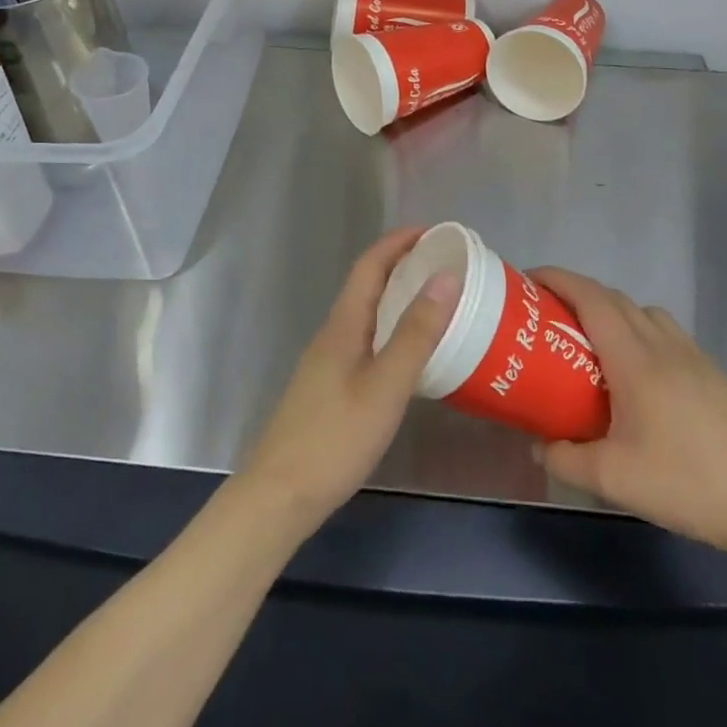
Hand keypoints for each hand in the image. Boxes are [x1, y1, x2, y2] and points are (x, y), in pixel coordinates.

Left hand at [240, 228, 458, 529]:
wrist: (280, 495)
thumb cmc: (335, 438)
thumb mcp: (385, 386)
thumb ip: (416, 334)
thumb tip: (446, 278)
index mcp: (343, 325)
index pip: (370, 265)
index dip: (399, 242)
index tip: (435, 232)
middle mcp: (332, 335)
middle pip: (367, 286)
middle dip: (404, 266)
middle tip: (446, 266)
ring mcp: (327, 362)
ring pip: (366, 315)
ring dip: (398, 299)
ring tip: (438, 304)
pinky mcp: (328, 388)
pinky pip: (365, 341)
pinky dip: (391, 330)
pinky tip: (410, 354)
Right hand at [531, 267, 726, 585]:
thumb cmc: (688, 483)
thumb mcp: (613, 480)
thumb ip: (566, 459)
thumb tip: (539, 445)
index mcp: (636, 359)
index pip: (592, 298)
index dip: (558, 280)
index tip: (529, 280)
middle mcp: (664, 346)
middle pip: (615, 299)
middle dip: (577, 294)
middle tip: (548, 314)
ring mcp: (694, 357)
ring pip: (644, 313)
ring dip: (612, 312)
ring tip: (590, 343)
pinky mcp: (713, 374)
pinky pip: (666, 333)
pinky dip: (640, 332)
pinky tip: (636, 375)